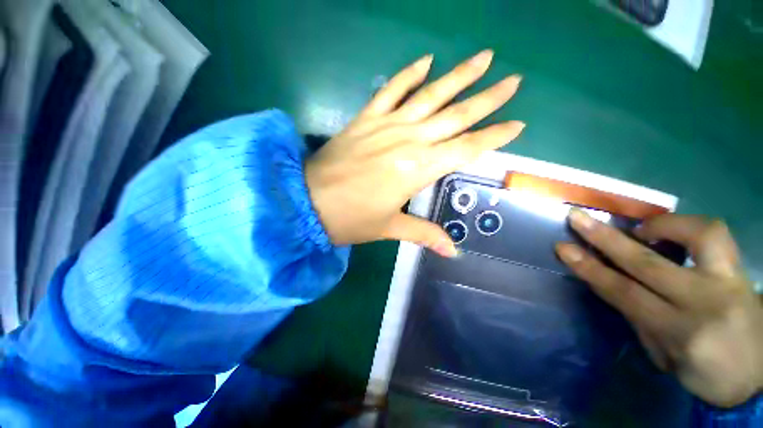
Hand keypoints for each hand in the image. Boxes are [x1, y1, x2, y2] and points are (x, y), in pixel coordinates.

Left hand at [305, 50, 524, 255]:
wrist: (309, 202)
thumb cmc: (351, 219)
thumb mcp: (389, 228)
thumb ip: (423, 234)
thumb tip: (452, 252)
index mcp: (418, 169)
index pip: (466, 149)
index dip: (493, 137)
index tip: (517, 124)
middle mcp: (408, 141)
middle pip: (456, 116)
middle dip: (487, 99)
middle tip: (513, 81)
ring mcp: (386, 125)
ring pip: (429, 95)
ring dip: (457, 76)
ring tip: (483, 57)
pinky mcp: (366, 119)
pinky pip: (390, 90)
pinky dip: (408, 74)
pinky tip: (426, 61)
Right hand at [556, 210, 762, 407]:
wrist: (756, 375)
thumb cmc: (703, 372)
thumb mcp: (664, 357)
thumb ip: (639, 318)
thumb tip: (611, 283)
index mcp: (679, 332)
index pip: (624, 293)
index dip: (589, 268)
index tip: (563, 248)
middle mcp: (704, 302)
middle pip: (647, 264)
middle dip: (605, 239)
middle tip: (578, 218)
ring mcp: (728, 281)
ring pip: (695, 237)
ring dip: (659, 226)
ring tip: (640, 228)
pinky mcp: (740, 271)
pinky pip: (716, 234)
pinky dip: (688, 225)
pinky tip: (674, 231)